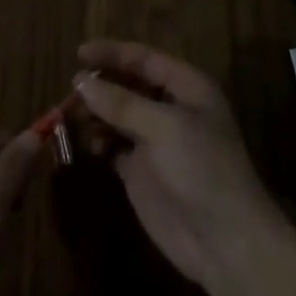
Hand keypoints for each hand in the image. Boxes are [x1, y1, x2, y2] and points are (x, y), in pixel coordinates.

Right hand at [75, 41, 295, 295]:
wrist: (224, 242)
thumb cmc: (202, 169)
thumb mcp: (164, 127)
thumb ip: (121, 102)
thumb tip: (80, 81)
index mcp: (187, 88)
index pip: (144, 59)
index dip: (112, 53)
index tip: (79, 53)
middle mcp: (171, 109)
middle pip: (128, 85)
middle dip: (101, 85)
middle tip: (71, 90)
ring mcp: (155, 141)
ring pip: (117, 115)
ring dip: (96, 114)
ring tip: (74, 118)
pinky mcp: (141, 171)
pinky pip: (113, 145)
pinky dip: (99, 142)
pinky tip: (90, 146)